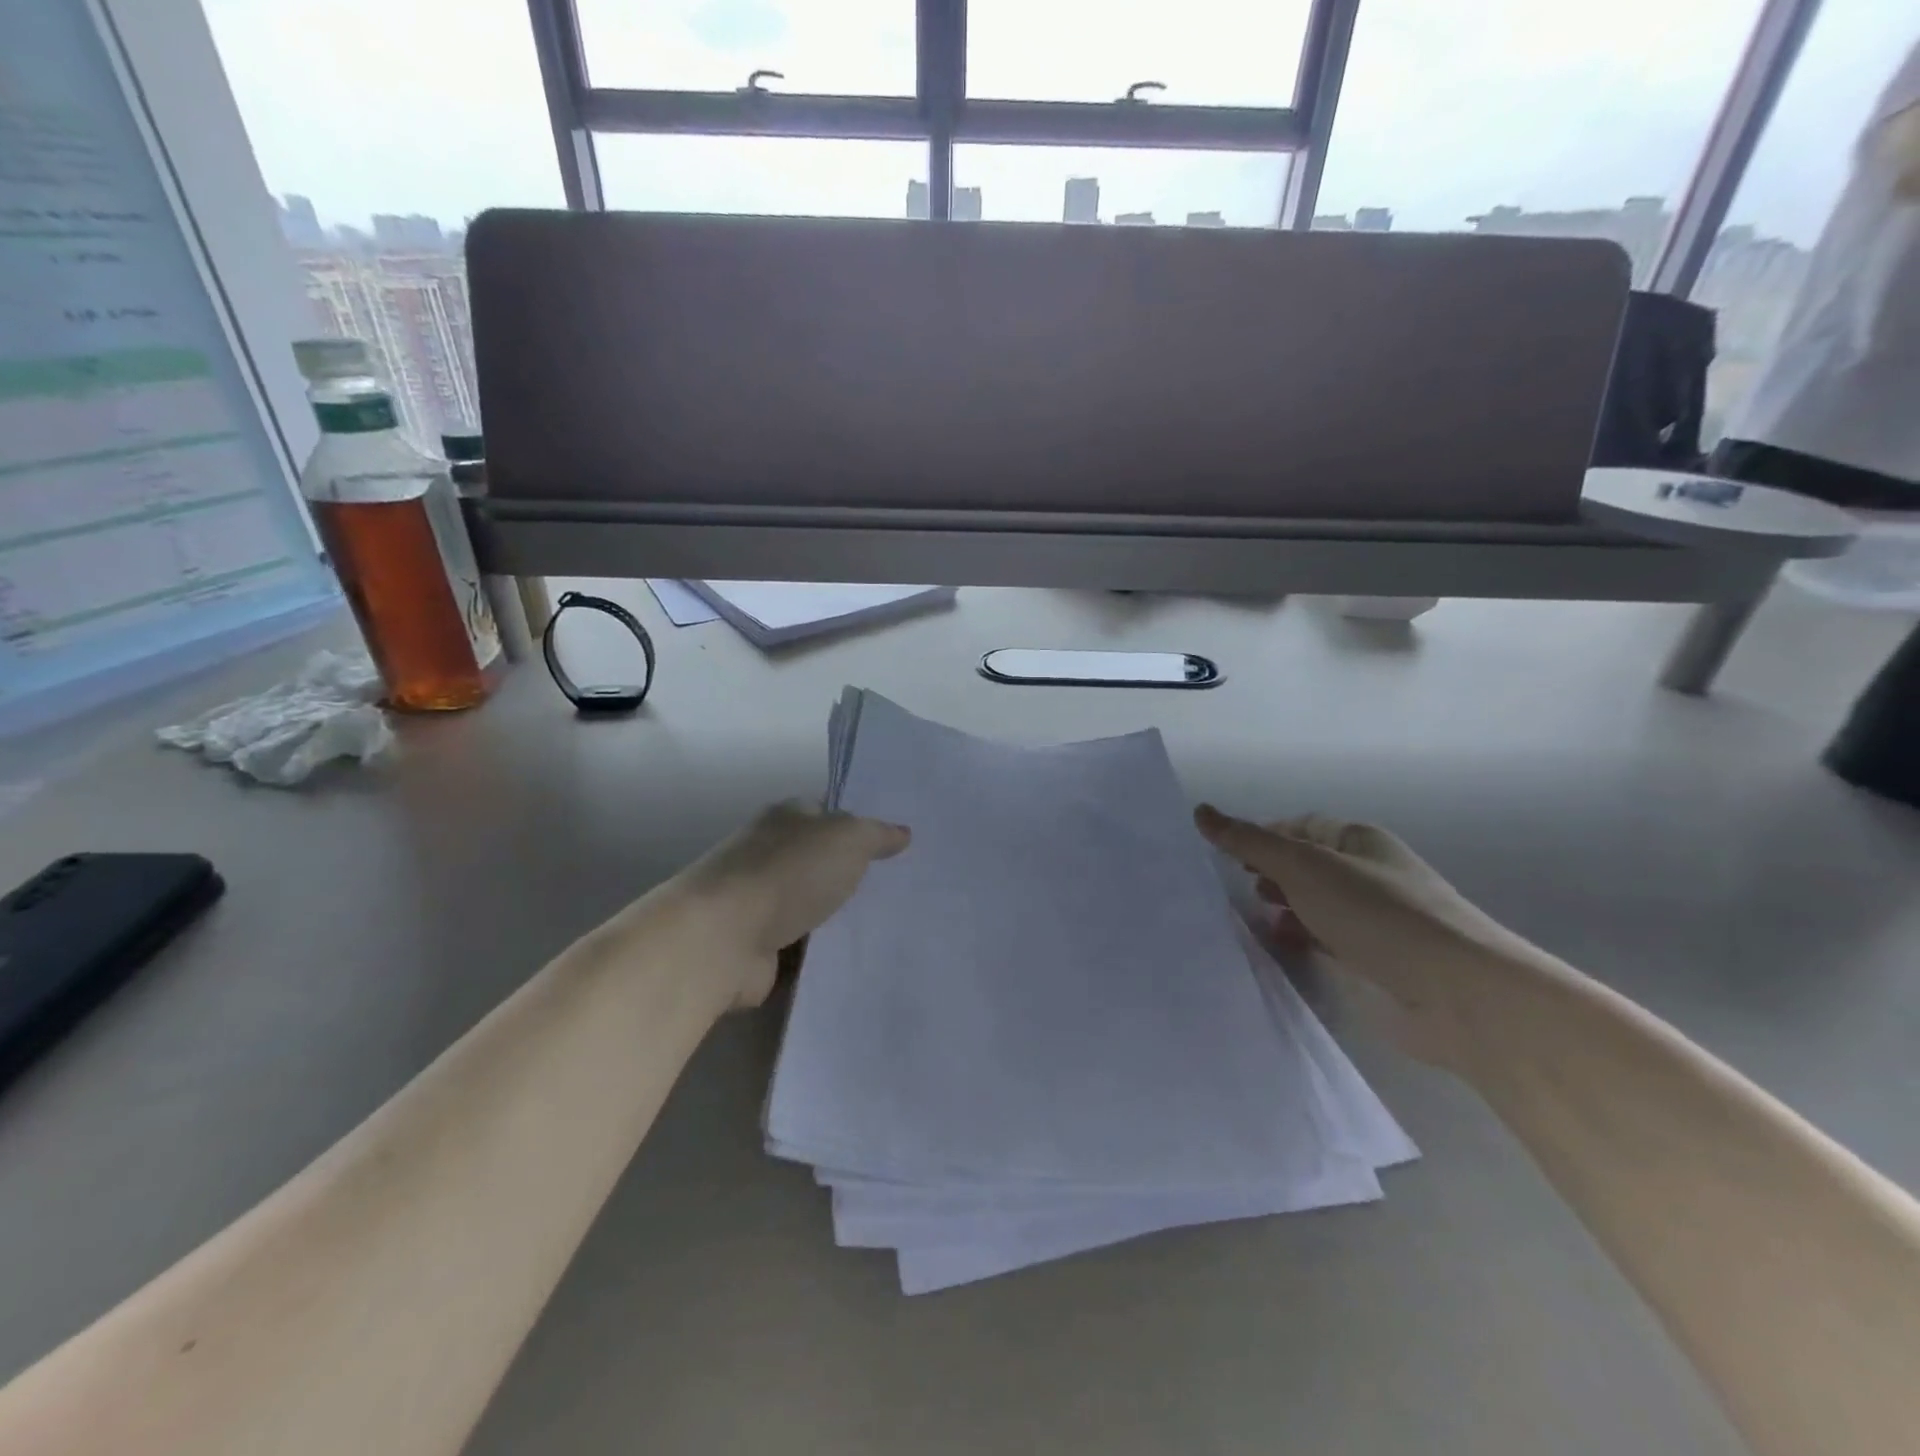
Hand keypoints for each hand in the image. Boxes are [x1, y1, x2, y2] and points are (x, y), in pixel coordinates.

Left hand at [677, 801, 910, 1006]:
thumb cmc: (788, 873)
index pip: (831, 812)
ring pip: (815, 906)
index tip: (902, 845)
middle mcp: (772, 854)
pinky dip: (824, 954)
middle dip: (857, 874)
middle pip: (823, 861)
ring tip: (895, 927)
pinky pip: (804, 948)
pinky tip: (862, 959)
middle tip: (907, 888)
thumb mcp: (848, 839)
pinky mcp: (759, 947)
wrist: (722, 938)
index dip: (864, 824)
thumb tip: (902, 833)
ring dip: (841, 918)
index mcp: (788, 818)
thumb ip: (877, 835)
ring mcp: (762, 902)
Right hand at [1194, 805, 1532, 1065]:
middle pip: (1305, 866)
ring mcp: (1372, 921)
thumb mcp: (1303, 865)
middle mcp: (1366, 875)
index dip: (1262, 836)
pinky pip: (1325, 942)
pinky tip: (1280, 947)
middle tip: (1236, 886)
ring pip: (1313, 905)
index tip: (1225, 855)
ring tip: (1252, 917)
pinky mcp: (1373, 962)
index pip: (1299, 827)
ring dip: (1282, 908)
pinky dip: (1300, 940)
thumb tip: (1201, 811)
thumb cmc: (1376, 913)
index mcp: (1358, 840)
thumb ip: (1249, 841)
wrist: (1455, 994)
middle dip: (1269, 873)